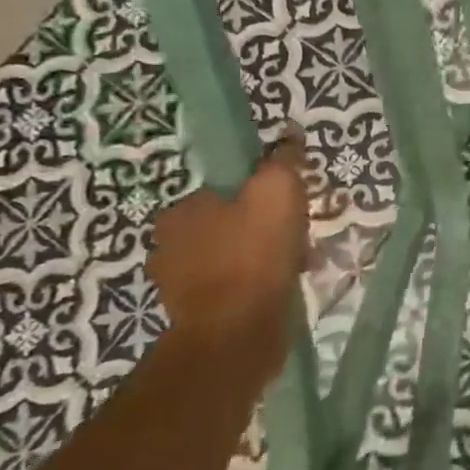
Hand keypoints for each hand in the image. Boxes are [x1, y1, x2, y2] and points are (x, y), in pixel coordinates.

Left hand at [147, 131, 308, 381]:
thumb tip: (289, 135)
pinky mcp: (198, 314)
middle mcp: (170, 244)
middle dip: (268, 227)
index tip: (290, 205)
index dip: (263, 192)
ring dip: (267, 257)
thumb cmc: (254, 255)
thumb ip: (283, 159)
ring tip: (298, 265)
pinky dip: (259, 284)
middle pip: (233, 221)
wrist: (236, 334)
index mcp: (181, 210)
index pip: (227, 187)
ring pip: (237, 255)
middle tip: (299, 237)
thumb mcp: (277, 190)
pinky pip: (237, 286)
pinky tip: (283, 288)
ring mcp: (181, 283)